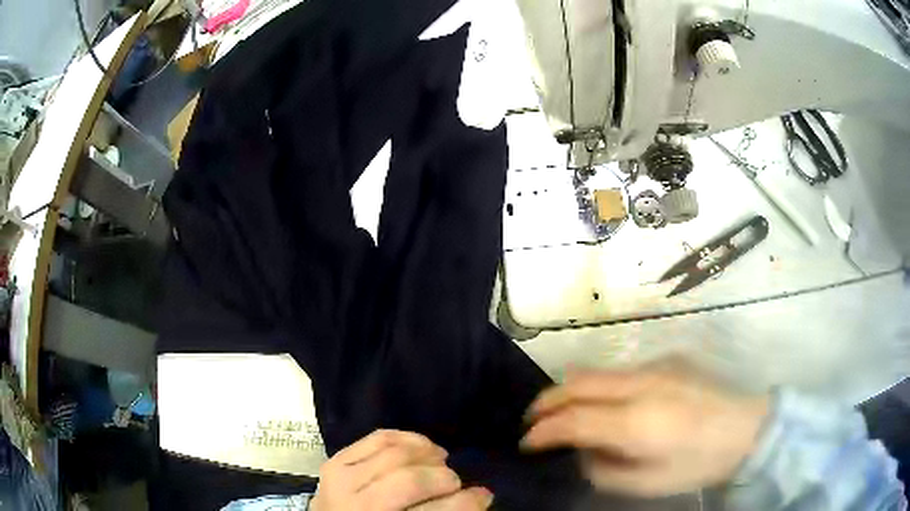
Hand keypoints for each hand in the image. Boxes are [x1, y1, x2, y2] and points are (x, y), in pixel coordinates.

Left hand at [311, 429, 493, 510]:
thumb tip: (479, 497)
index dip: (467, 502)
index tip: (484, 495)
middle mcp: (358, 505)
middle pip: (411, 481)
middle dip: (444, 478)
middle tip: (455, 482)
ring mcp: (341, 480)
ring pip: (394, 454)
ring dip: (427, 454)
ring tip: (439, 460)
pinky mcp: (335, 461)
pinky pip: (377, 438)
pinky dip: (406, 437)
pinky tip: (421, 446)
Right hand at [521, 363, 768, 496]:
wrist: (745, 428)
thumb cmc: (698, 463)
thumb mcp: (648, 484)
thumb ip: (604, 470)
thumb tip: (581, 453)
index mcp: (638, 422)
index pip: (574, 420)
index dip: (542, 431)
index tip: (526, 443)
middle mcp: (641, 386)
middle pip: (577, 383)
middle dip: (546, 402)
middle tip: (532, 421)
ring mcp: (654, 368)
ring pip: (594, 372)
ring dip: (568, 391)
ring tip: (559, 412)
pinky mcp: (664, 361)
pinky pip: (616, 372)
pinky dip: (594, 386)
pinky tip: (601, 404)